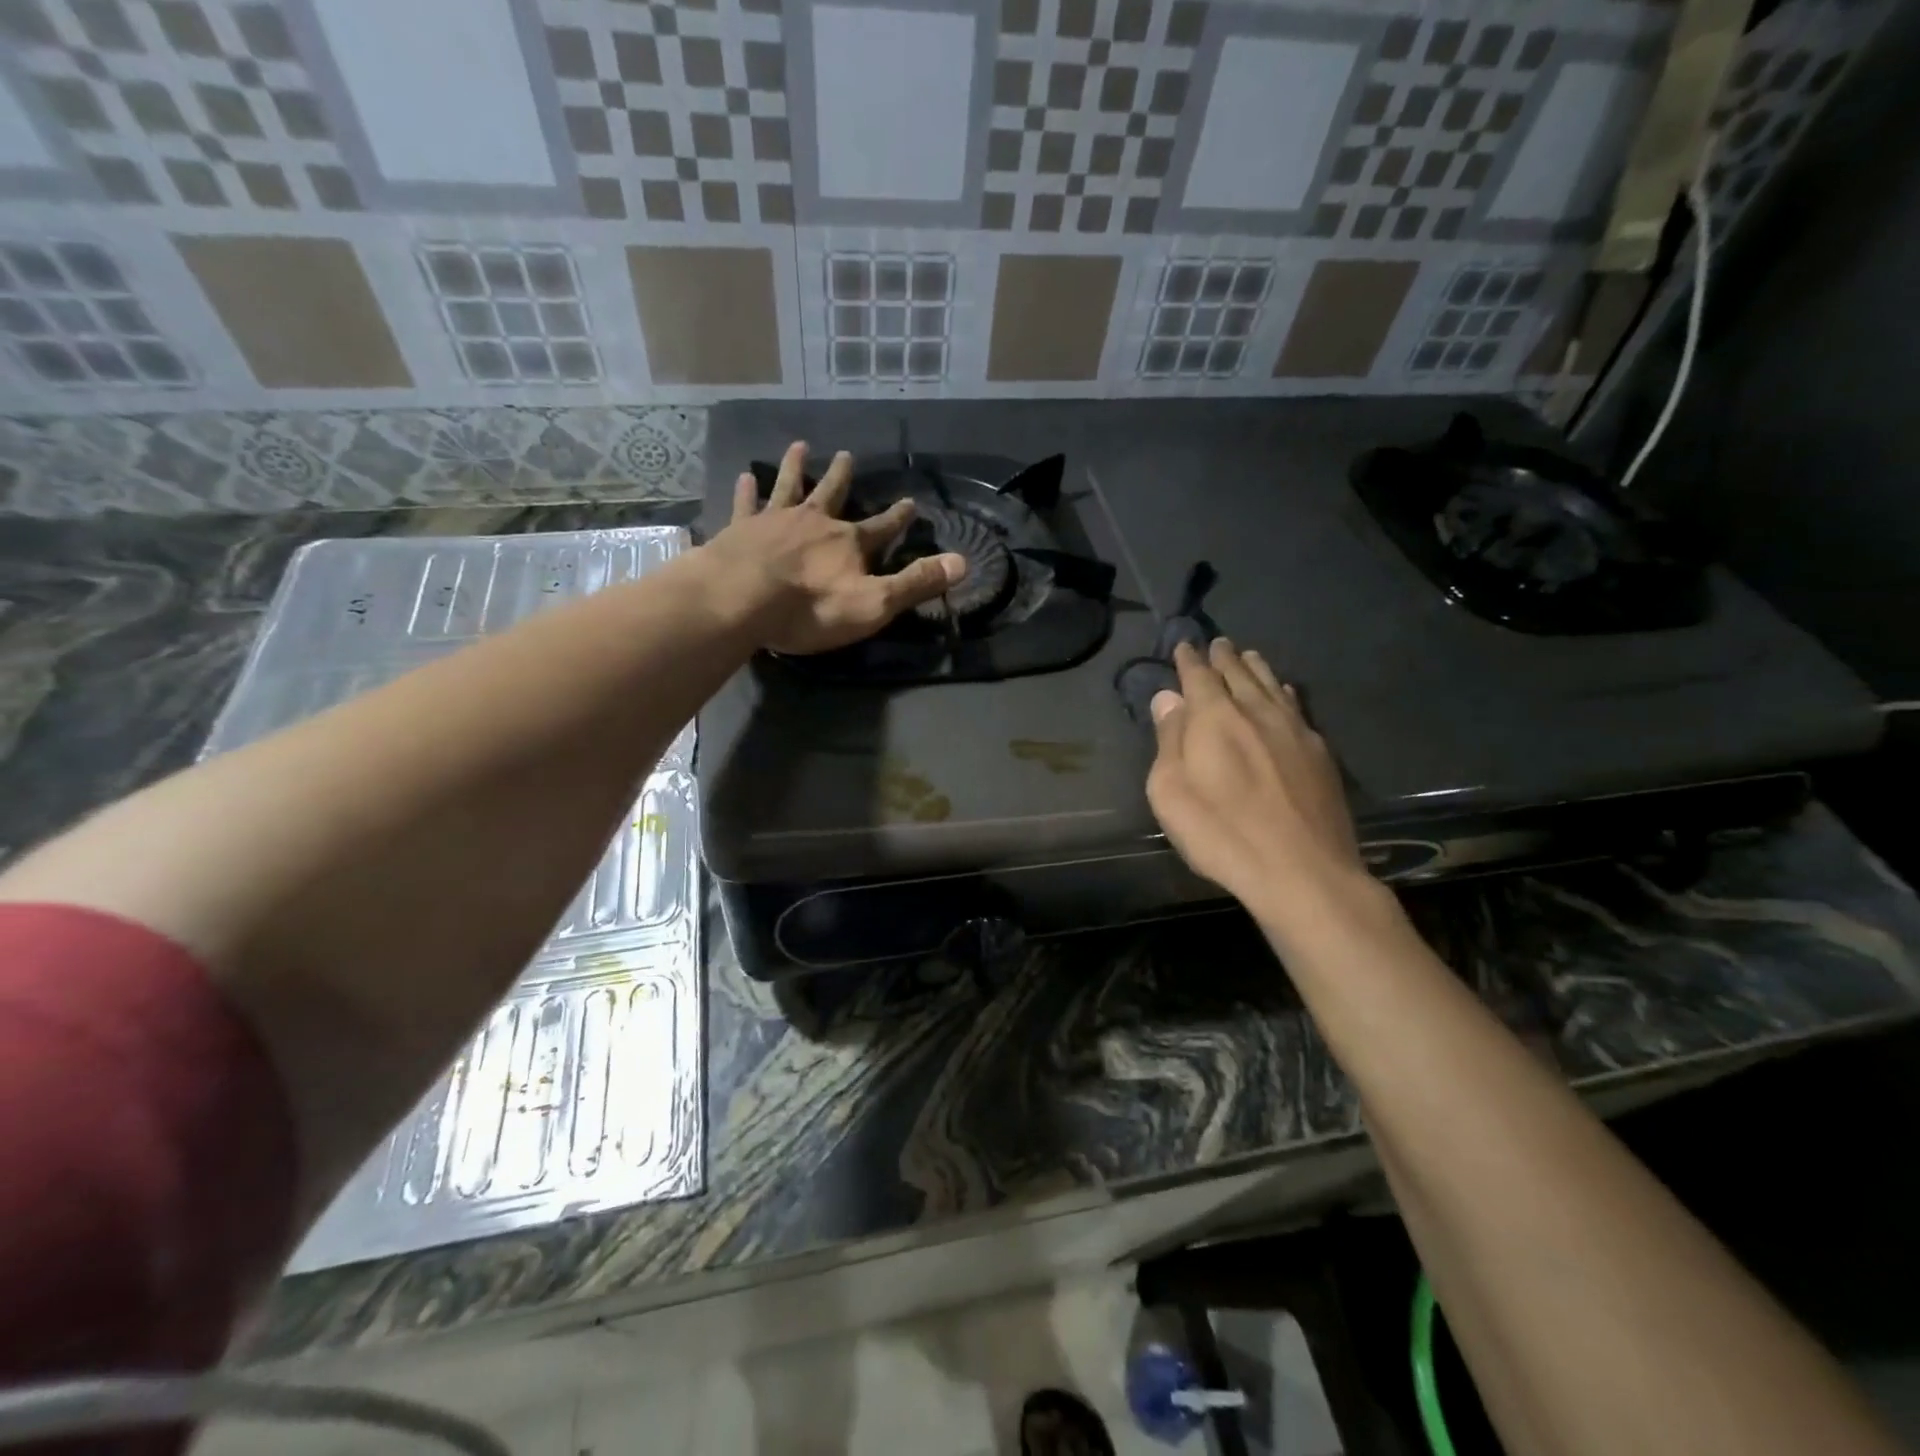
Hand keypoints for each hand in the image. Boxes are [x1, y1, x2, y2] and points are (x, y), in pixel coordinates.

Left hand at [704, 441, 966, 654]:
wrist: (741, 600)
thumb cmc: (811, 608)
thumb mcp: (874, 603)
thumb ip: (916, 583)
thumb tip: (963, 562)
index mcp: (848, 542)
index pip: (882, 527)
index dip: (898, 518)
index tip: (910, 503)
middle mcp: (814, 522)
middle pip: (831, 493)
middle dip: (841, 477)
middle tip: (846, 455)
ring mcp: (774, 521)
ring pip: (788, 487)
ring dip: (795, 467)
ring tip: (798, 446)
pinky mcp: (740, 530)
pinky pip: (746, 504)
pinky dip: (747, 491)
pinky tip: (745, 476)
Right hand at [1146, 640, 1374, 938]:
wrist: (1302, 871)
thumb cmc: (1221, 833)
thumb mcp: (1171, 791)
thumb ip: (1170, 740)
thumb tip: (1168, 698)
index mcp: (1215, 718)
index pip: (1199, 676)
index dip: (1189, 659)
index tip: (1184, 645)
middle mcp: (1256, 712)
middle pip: (1239, 673)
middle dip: (1224, 657)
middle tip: (1218, 643)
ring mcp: (1294, 730)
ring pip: (1272, 685)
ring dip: (1256, 668)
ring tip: (1248, 656)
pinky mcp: (1320, 753)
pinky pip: (1297, 707)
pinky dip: (1284, 693)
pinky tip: (1285, 693)